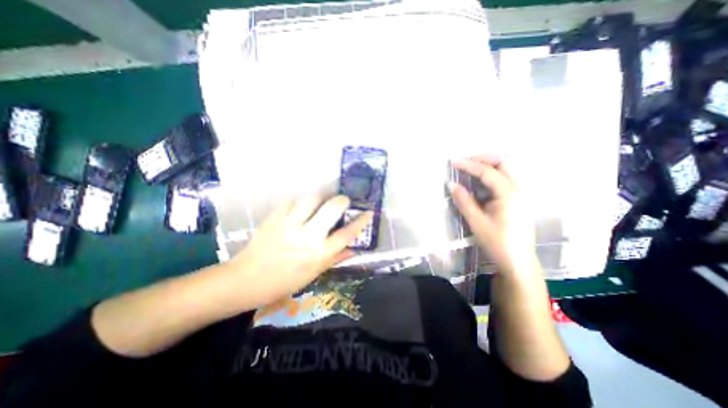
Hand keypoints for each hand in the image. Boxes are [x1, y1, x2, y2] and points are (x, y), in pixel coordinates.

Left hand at [227, 197, 375, 307]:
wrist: (246, 280)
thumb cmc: (283, 282)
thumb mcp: (313, 274)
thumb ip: (335, 258)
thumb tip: (353, 249)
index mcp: (319, 254)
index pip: (347, 234)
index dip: (361, 221)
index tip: (368, 211)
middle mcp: (307, 236)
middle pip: (332, 209)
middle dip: (342, 201)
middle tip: (343, 201)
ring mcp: (290, 225)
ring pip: (311, 199)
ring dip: (321, 197)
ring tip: (322, 201)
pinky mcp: (275, 218)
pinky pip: (291, 201)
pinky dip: (299, 202)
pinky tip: (300, 207)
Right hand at [447, 157, 535, 273]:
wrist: (517, 261)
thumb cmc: (496, 242)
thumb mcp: (476, 221)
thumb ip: (464, 200)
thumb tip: (451, 184)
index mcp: (509, 194)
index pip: (488, 172)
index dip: (469, 165)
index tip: (454, 163)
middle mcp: (520, 189)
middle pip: (505, 163)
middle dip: (484, 158)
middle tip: (466, 161)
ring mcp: (523, 194)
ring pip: (509, 169)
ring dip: (490, 164)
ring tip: (472, 167)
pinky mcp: (521, 199)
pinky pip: (508, 178)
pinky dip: (494, 174)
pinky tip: (482, 181)